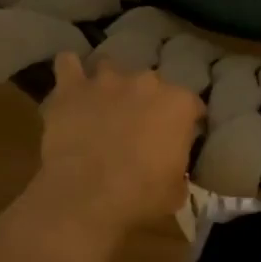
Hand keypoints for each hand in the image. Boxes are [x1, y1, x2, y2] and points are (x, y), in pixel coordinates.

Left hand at [31, 53, 203, 238]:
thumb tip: (171, 165)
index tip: (181, 138)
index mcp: (178, 105)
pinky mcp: (72, 88)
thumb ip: (178, 166)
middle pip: (152, 84)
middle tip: (139, 126)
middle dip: (148, 101)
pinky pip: (68, 64)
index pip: (192, 105)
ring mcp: (107, 81)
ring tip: (104, 103)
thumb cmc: (141, 197)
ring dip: (110, 84)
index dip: (187, 122)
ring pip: (110, 67)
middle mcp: (146, 83)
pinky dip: (70, 70)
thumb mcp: (177, 189)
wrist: (87, 197)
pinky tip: (71, 83)